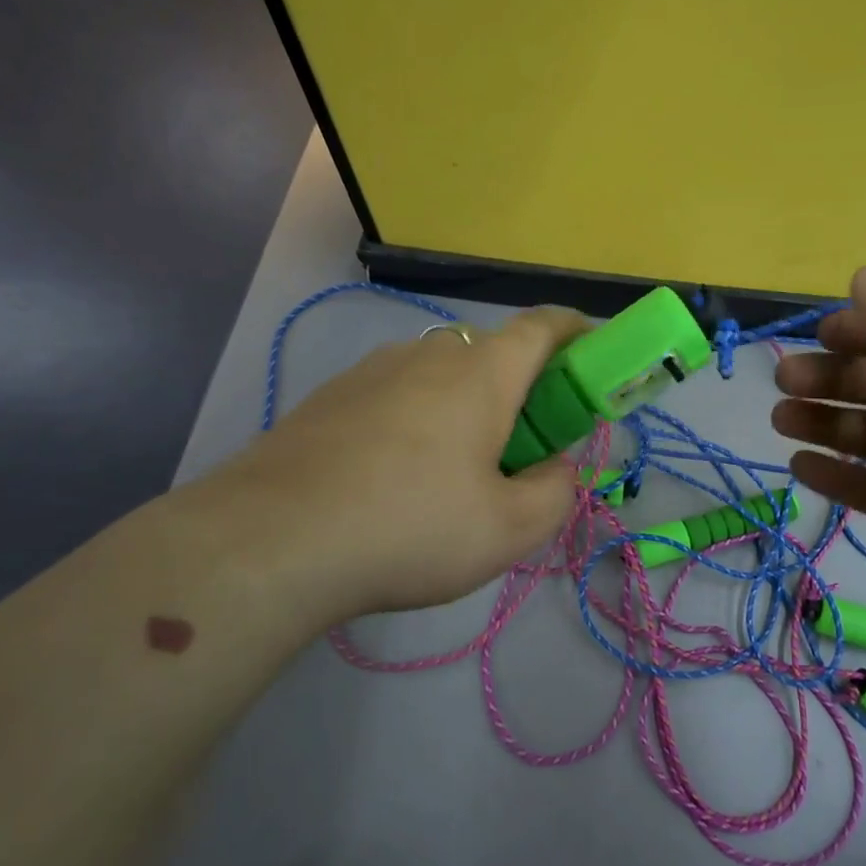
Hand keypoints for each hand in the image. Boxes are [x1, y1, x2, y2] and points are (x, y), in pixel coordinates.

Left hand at [167, 307, 586, 625]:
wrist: (271, 540)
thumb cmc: (410, 527)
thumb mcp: (508, 530)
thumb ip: (555, 492)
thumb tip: (556, 467)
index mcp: (482, 373)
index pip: (543, 326)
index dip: (577, 331)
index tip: (594, 353)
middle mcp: (428, 354)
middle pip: (493, 353)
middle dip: (523, 388)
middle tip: (523, 447)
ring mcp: (372, 370)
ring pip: (441, 374)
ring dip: (466, 405)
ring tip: (455, 471)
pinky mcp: (331, 396)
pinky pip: (396, 394)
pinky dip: (418, 419)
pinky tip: (396, 478)